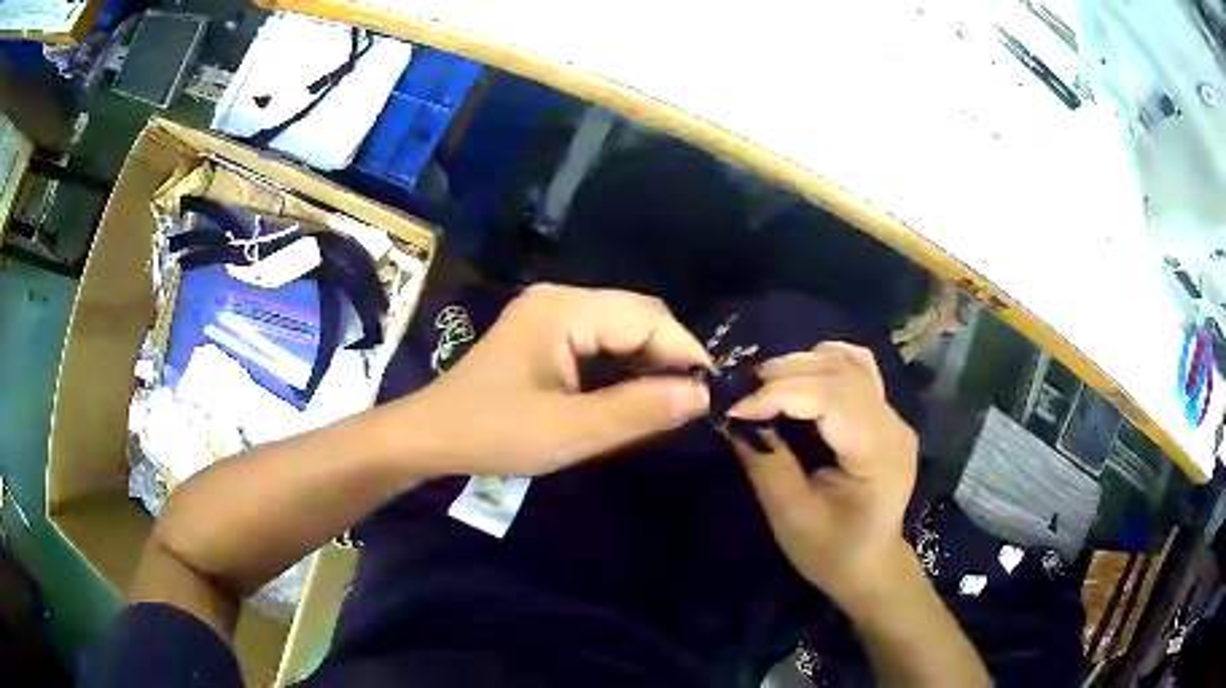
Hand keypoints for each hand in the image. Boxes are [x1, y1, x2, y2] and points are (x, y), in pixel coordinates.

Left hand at [392, 284, 711, 475]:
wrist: (433, 435)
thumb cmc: (494, 433)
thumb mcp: (569, 431)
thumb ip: (637, 411)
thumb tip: (701, 395)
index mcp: (564, 309)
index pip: (647, 318)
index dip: (686, 352)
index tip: (714, 393)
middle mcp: (562, 298)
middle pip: (638, 315)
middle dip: (671, 355)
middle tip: (695, 401)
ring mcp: (553, 313)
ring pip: (624, 328)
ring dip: (651, 361)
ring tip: (673, 401)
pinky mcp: (549, 333)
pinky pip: (603, 341)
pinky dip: (627, 366)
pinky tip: (637, 394)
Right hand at [725, 342, 918, 611]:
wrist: (871, 566)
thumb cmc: (832, 552)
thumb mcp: (792, 518)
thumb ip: (767, 464)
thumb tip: (733, 421)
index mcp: (878, 452)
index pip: (831, 397)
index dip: (780, 394)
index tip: (735, 409)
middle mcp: (893, 423)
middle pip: (839, 373)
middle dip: (784, 376)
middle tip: (741, 395)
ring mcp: (893, 415)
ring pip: (847, 363)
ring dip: (800, 365)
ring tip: (763, 386)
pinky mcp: (884, 414)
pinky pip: (857, 369)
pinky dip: (824, 362)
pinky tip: (800, 375)